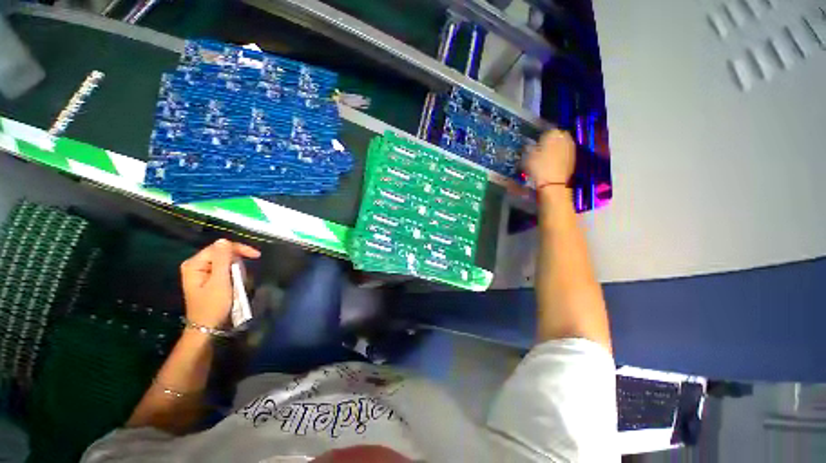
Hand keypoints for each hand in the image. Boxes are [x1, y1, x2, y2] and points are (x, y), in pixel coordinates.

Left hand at [180, 239, 259, 328]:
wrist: (207, 328)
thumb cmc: (213, 305)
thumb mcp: (220, 282)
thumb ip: (222, 260)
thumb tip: (224, 240)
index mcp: (194, 264)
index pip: (220, 247)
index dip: (239, 249)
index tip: (257, 256)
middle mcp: (195, 265)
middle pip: (222, 253)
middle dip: (237, 262)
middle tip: (245, 274)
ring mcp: (201, 272)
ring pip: (225, 261)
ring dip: (236, 270)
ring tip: (240, 282)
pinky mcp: (207, 278)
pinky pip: (223, 269)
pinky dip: (233, 275)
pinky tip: (236, 283)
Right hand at [525, 129, 575, 186]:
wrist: (553, 183)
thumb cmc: (538, 167)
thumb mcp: (528, 157)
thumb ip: (530, 148)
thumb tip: (531, 146)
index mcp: (553, 133)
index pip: (547, 130)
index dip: (541, 137)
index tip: (536, 144)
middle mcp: (565, 137)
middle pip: (557, 136)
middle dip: (551, 141)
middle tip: (542, 149)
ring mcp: (571, 147)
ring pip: (562, 144)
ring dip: (556, 148)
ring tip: (548, 157)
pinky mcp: (574, 157)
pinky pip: (565, 152)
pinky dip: (560, 155)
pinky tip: (553, 163)